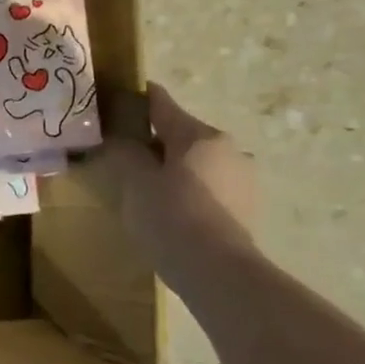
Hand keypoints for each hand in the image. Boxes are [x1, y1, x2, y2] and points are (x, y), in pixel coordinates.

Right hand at [101, 84, 257, 279]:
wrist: (216, 269)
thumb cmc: (170, 217)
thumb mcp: (135, 183)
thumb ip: (125, 154)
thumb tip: (118, 138)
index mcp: (198, 135)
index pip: (163, 105)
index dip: (141, 97)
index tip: (123, 94)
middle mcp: (227, 147)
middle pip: (181, 135)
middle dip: (155, 141)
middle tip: (125, 154)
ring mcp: (242, 177)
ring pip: (197, 162)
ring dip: (174, 167)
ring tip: (147, 187)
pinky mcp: (245, 205)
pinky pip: (208, 186)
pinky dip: (189, 189)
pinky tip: (172, 209)